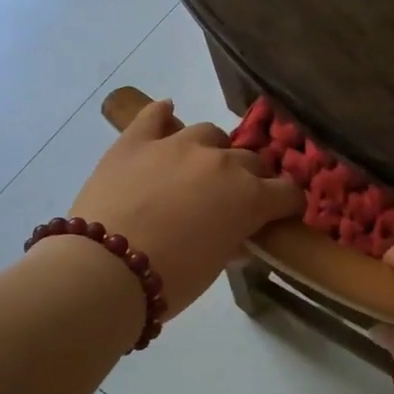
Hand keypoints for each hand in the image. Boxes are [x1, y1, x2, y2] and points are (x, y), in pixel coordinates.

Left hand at [68, 100, 301, 318]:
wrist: (105, 269)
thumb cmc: (171, 279)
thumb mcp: (215, 266)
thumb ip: (233, 242)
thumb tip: (238, 238)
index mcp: (250, 196)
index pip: (287, 193)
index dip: (288, 205)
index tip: (282, 215)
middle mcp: (222, 162)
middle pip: (252, 161)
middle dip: (253, 179)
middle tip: (238, 200)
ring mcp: (177, 145)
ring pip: (210, 134)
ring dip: (214, 150)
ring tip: (202, 168)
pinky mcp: (136, 141)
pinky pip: (155, 116)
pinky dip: (163, 115)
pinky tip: (166, 114)